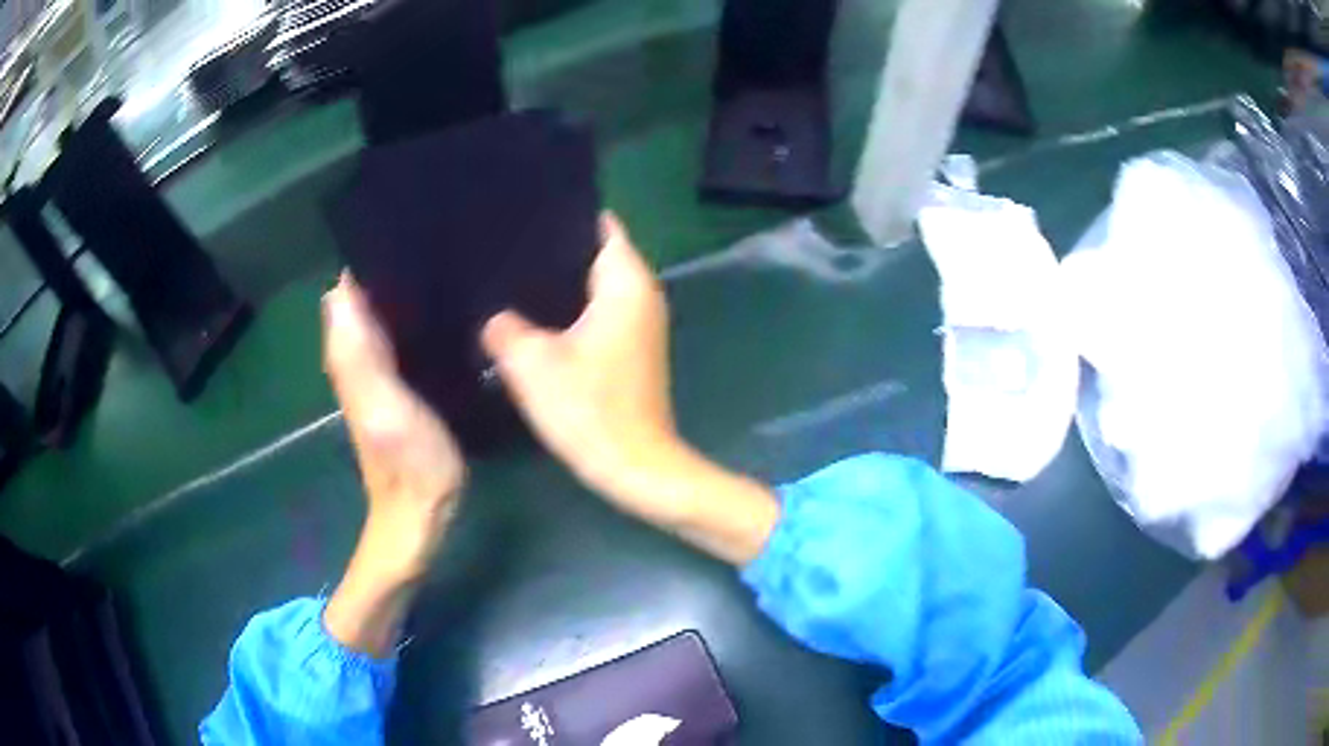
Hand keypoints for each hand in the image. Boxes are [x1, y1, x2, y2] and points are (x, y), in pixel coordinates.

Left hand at [322, 274, 465, 654]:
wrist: (420, 515)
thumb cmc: (410, 464)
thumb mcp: (386, 406)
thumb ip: (361, 352)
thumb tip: (340, 287)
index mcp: (350, 356)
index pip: (346, 291)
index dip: (367, 260)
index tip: (403, 232)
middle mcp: (355, 357)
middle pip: (361, 298)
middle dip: (386, 269)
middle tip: (430, 244)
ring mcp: (376, 372)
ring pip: (378, 315)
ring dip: (398, 292)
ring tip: (437, 264)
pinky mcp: (396, 385)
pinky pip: (395, 336)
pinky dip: (408, 317)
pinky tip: (436, 308)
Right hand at [481, 215, 778, 563]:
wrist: (635, 467)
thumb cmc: (590, 409)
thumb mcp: (532, 364)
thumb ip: (504, 327)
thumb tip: (493, 314)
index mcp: (627, 284)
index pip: (602, 227)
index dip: (566, 217)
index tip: (526, 214)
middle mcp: (642, 295)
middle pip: (597, 255)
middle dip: (556, 252)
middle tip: (507, 248)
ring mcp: (641, 325)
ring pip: (596, 289)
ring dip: (561, 286)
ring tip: (512, 279)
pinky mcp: (633, 352)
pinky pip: (598, 315)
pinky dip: (572, 314)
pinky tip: (534, 321)